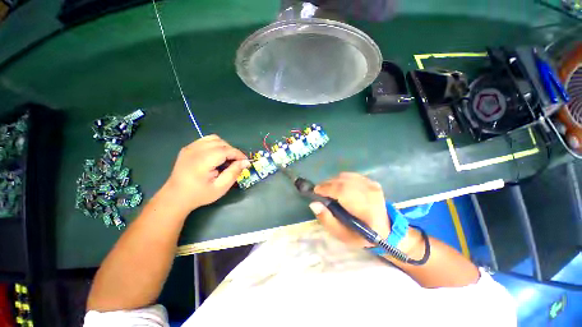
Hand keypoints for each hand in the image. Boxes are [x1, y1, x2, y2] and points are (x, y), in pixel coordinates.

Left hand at [162, 135, 249, 212]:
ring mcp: (190, 147)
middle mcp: (195, 150)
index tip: (246, 161)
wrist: (175, 197)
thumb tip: (245, 162)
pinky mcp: (188, 148)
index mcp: (202, 161)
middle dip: (232, 151)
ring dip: (224, 147)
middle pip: (221, 143)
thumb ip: (234, 173)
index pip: (226, 150)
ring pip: (214, 139)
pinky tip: (216, 156)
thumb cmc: (199, 194)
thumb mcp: (220, 188)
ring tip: (227, 159)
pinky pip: (206, 140)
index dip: (238, 154)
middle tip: (237, 163)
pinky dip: (215, 145)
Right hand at [309, 173, 389, 247]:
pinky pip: (351, 176)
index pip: (342, 191)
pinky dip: (341, 179)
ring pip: (345, 176)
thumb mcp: (342, 235)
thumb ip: (327, 219)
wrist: (386, 230)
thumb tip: (314, 203)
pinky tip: (339, 187)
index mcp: (365, 209)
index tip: (316, 191)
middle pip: (342, 181)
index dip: (326, 188)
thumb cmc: (361, 235)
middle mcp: (370, 193)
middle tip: (320, 191)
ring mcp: (372, 185)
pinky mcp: (371, 182)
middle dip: (327, 184)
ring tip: (329, 190)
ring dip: (333, 181)